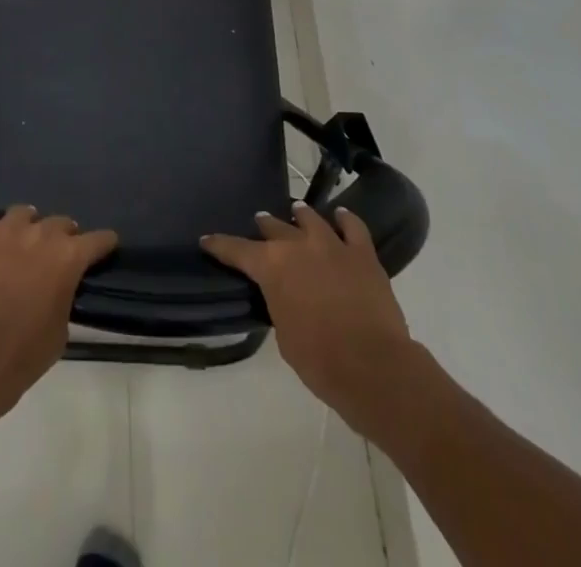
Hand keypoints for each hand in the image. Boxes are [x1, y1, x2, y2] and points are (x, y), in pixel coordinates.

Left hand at [0, 198, 117, 418]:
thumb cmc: (26, 352)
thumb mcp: (61, 329)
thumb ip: (63, 296)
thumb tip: (57, 288)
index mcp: (68, 257)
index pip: (97, 239)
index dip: (102, 243)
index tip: (104, 246)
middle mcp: (41, 234)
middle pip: (60, 222)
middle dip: (61, 236)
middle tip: (53, 255)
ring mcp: (4, 230)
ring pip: (22, 212)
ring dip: (26, 225)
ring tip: (20, 238)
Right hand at [201, 203, 425, 441]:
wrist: (373, 367)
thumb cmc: (319, 360)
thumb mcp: (284, 335)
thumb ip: (279, 303)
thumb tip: (284, 293)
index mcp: (272, 266)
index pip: (237, 249)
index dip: (220, 245)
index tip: (207, 240)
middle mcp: (298, 245)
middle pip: (274, 227)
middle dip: (265, 227)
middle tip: (261, 225)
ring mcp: (332, 244)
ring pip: (310, 218)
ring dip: (300, 216)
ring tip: (296, 212)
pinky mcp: (362, 253)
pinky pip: (353, 226)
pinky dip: (345, 219)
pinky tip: (341, 216)